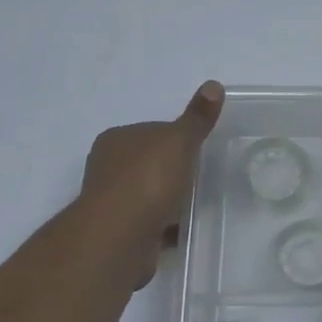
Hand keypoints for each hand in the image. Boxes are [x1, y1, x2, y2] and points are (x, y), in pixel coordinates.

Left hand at [81, 81, 224, 283]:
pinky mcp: (120, 233)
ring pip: (148, 195)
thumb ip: (197, 117)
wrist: (120, 236)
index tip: (198, 150)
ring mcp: (112, 203)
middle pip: (149, 163)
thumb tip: (213, 85)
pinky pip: (150, 223)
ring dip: (169, 200)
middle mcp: (108, 168)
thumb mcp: (179, 140)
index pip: (151, 131)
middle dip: (172, 171)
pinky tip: (185, 229)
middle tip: (203, 177)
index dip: (175, 138)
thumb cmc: (147, 179)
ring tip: (198, 205)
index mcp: (117, 139)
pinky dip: (166, 226)